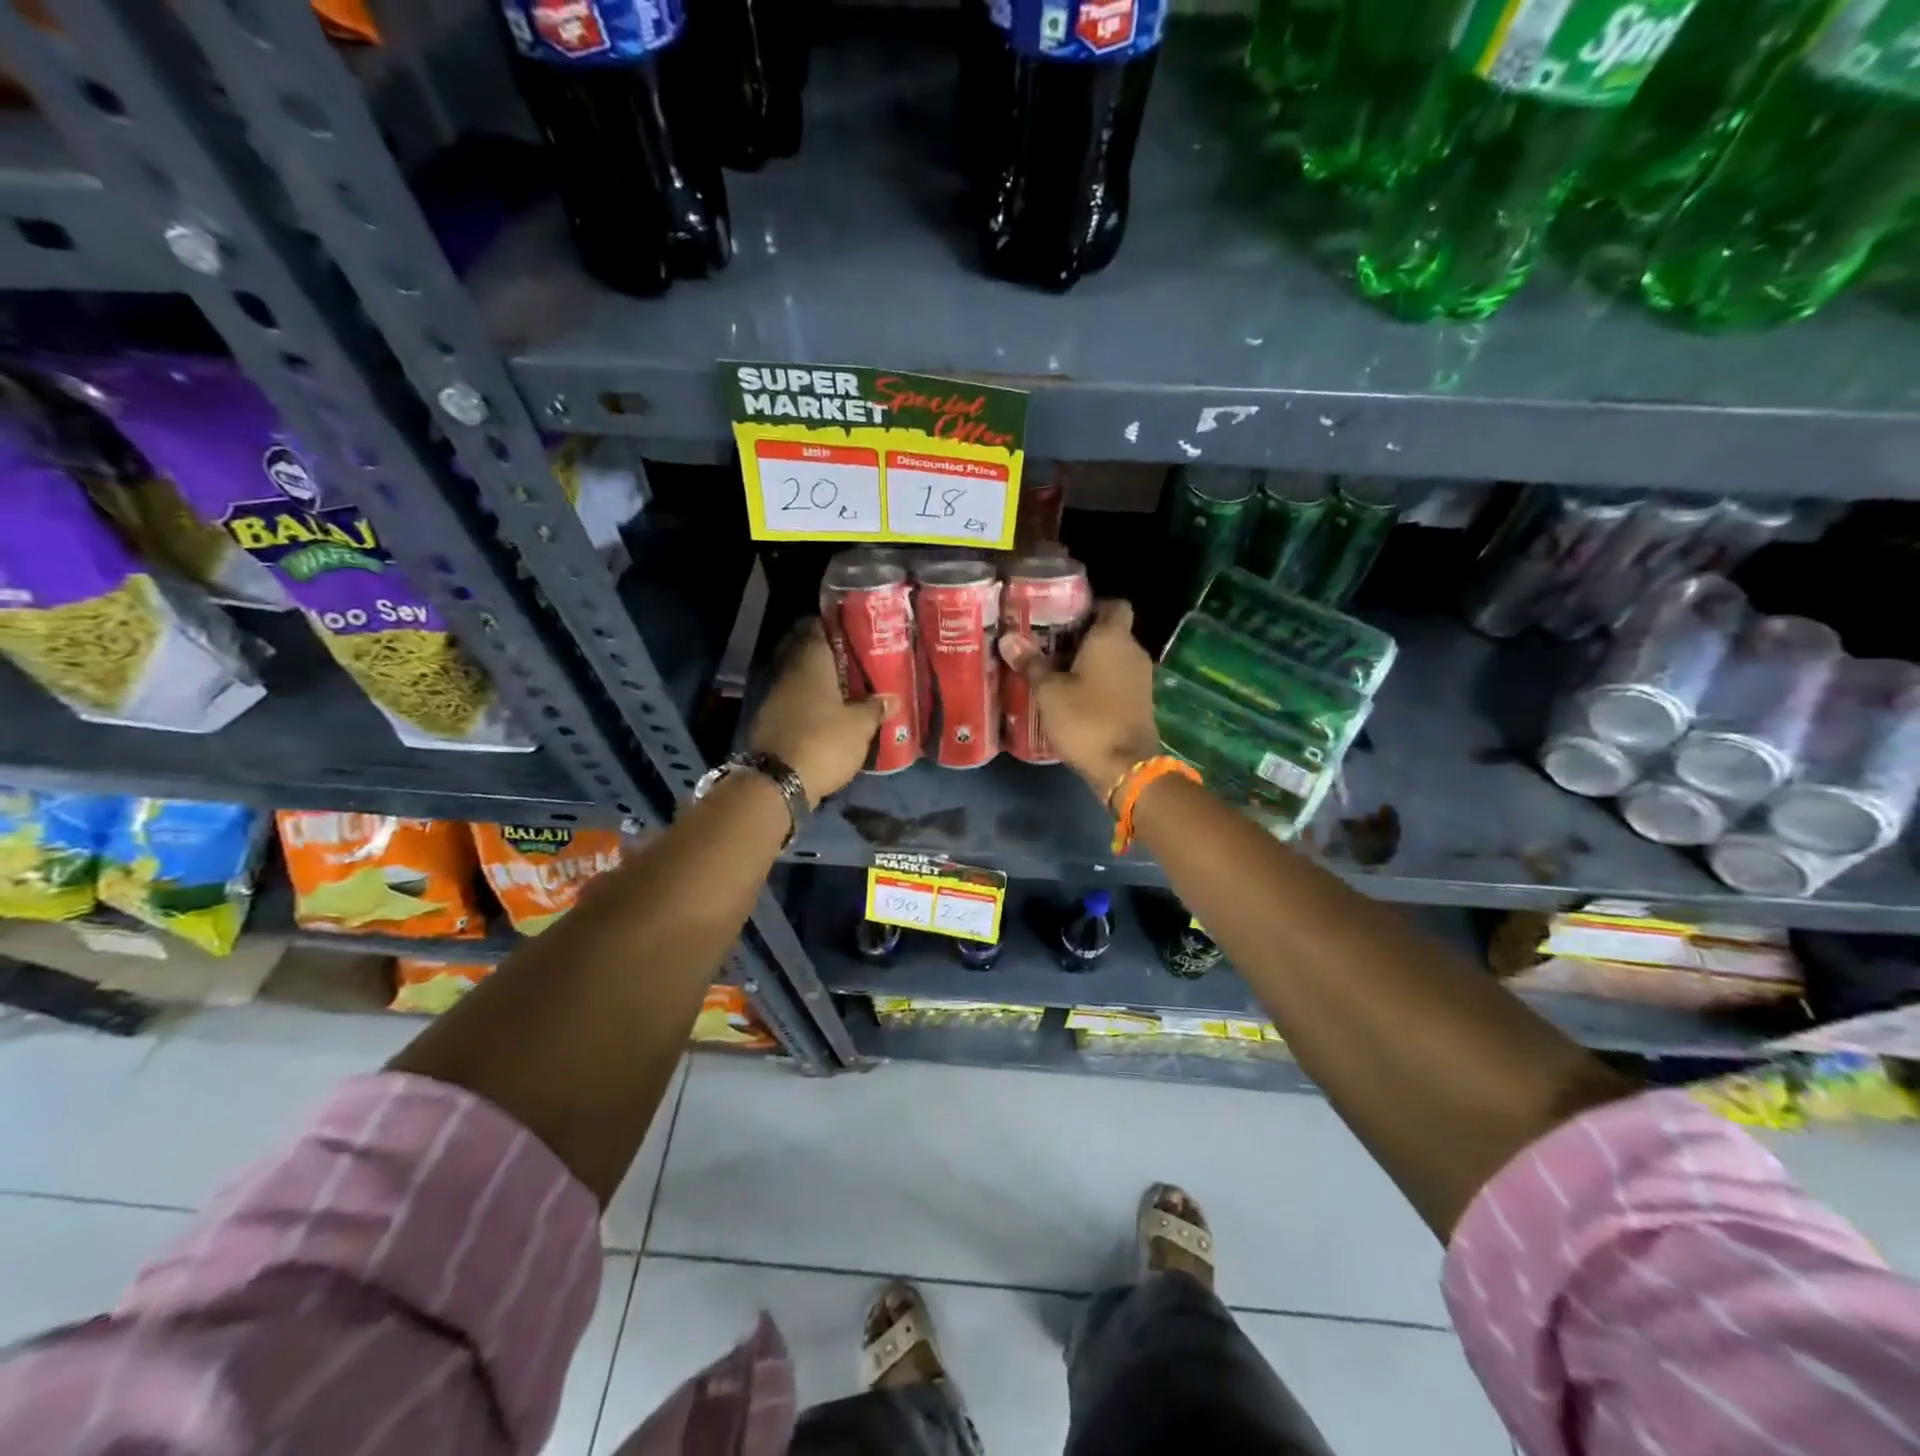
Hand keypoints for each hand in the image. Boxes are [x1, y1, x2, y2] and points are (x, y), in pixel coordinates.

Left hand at [748, 621, 884, 805]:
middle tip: (860, 662)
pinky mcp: (770, 722)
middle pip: (809, 654)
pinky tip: (829, 715)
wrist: (776, 783)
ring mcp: (775, 698)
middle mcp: (788, 672)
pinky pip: (795, 703)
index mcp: (810, 662)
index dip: (836, 625)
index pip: (818, 627)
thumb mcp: (859, 726)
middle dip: (832, 657)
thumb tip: (891, 698)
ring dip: (822, 684)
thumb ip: (875, 708)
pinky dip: (811, 705)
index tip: (857, 630)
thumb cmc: (823, 742)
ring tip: (850, 689)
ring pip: (802, 680)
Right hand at [999, 599, 1160, 804]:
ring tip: (1055, 670)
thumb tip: (1008, 639)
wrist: (1125, 768)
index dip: (1092, 605)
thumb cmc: (1086, 719)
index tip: (1064, 615)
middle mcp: (1133, 652)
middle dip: (1082, 636)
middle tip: (1048, 644)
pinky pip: (1117, 680)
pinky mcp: (1140, 702)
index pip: (1114, 605)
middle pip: (1110, 632)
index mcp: (1113, 638)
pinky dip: (1099, 682)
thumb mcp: (1049, 692)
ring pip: (1113, 658)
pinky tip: (1073, 695)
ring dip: (1089, 662)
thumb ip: (1032, 663)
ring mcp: (1141, 679)